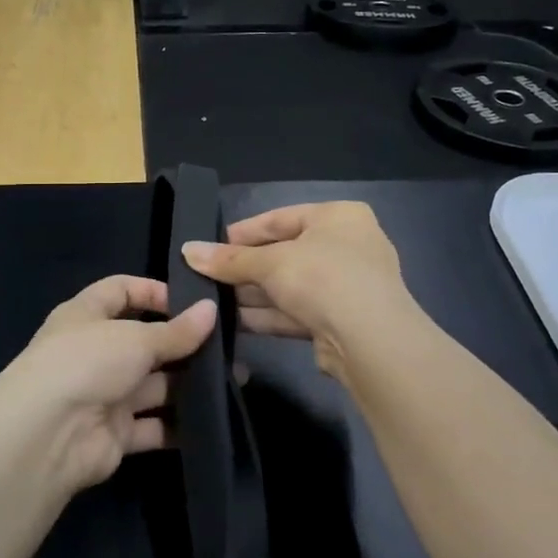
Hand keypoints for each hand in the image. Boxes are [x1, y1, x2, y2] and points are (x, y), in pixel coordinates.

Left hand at [0, 275, 216, 492]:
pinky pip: (154, 425)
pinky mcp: (116, 433)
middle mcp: (94, 352)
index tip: (194, 302)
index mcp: (86, 315)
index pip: (120, 291)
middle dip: (183, 344)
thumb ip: (176, 330)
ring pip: (154, 385)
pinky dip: (179, 425)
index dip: (154, 292)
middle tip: (228, 346)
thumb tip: (211, 310)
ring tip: (232, 379)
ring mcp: (105, 394)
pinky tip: (215, 417)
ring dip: (188, 384)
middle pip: (145, 341)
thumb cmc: (87, 363)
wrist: (48, 434)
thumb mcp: (135, 338)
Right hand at [180, 202, 409, 379]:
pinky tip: (231, 322)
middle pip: (283, 253)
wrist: (370, 340)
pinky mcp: (339, 320)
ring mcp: (346, 286)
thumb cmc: (323, 278)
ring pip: (288, 286)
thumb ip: (229, 259)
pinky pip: (295, 311)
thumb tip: (187, 250)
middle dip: (244, 268)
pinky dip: (266, 315)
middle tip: (204, 276)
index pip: (279, 218)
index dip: (241, 232)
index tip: (208, 246)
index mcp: (338, 217)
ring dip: (251, 294)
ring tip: (210, 301)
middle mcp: (347, 246)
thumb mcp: (270, 263)